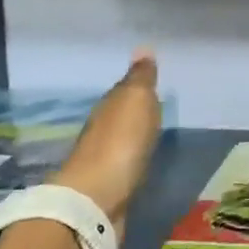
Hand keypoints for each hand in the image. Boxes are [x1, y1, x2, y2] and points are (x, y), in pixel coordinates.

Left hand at [49, 51, 161, 222]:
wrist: (95, 201)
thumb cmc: (120, 143)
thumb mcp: (136, 101)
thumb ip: (141, 78)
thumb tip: (143, 47)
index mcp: (108, 106)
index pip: (122, 89)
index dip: (136, 84)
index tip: (150, 79)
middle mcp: (100, 130)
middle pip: (118, 115)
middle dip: (132, 110)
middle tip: (153, 104)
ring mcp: (101, 161)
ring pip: (119, 140)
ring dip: (130, 136)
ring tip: (150, 132)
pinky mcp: (107, 188)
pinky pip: (123, 164)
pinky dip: (130, 159)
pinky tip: (140, 160)